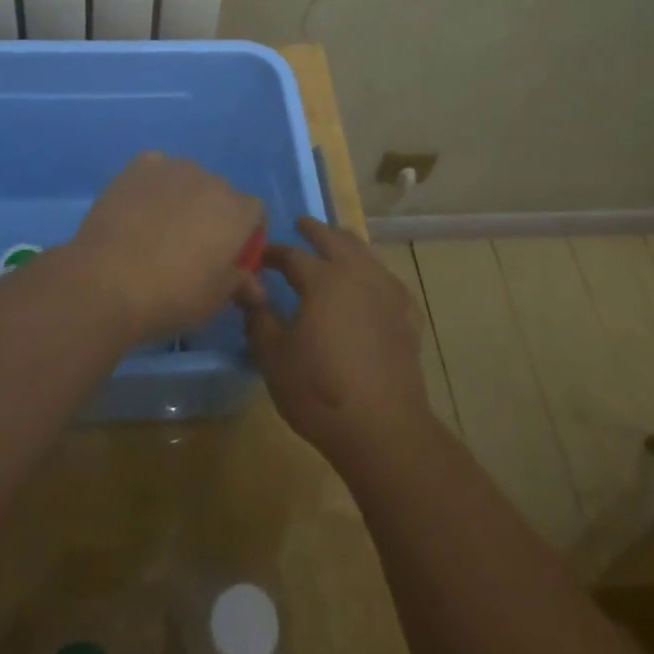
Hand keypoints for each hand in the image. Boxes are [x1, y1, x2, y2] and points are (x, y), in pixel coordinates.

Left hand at [66, 153, 262, 345]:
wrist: (107, 280)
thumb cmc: (171, 296)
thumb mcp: (214, 300)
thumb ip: (239, 284)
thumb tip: (256, 286)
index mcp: (238, 212)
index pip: (255, 213)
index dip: (246, 235)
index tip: (229, 258)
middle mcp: (211, 181)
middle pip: (221, 194)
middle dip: (213, 215)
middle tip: (191, 247)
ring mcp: (174, 168)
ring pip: (188, 180)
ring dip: (184, 198)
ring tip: (158, 228)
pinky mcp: (140, 165)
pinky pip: (157, 170)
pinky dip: (154, 185)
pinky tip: (139, 209)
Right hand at [239, 217, 434, 469]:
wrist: (383, 428)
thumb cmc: (319, 391)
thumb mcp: (274, 357)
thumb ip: (258, 316)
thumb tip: (245, 285)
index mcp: (322, 280)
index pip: (292, 255)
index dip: (274, 253)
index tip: (261, 255)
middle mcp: (357, 275)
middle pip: (335, 240)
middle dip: (316, 230)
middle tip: (302, 224)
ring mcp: (388, 294)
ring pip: (367, 254)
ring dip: (348, 244)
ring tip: (338, 242)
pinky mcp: (407, 317)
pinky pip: (390, 281)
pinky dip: (376, 274)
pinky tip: (375, 283)